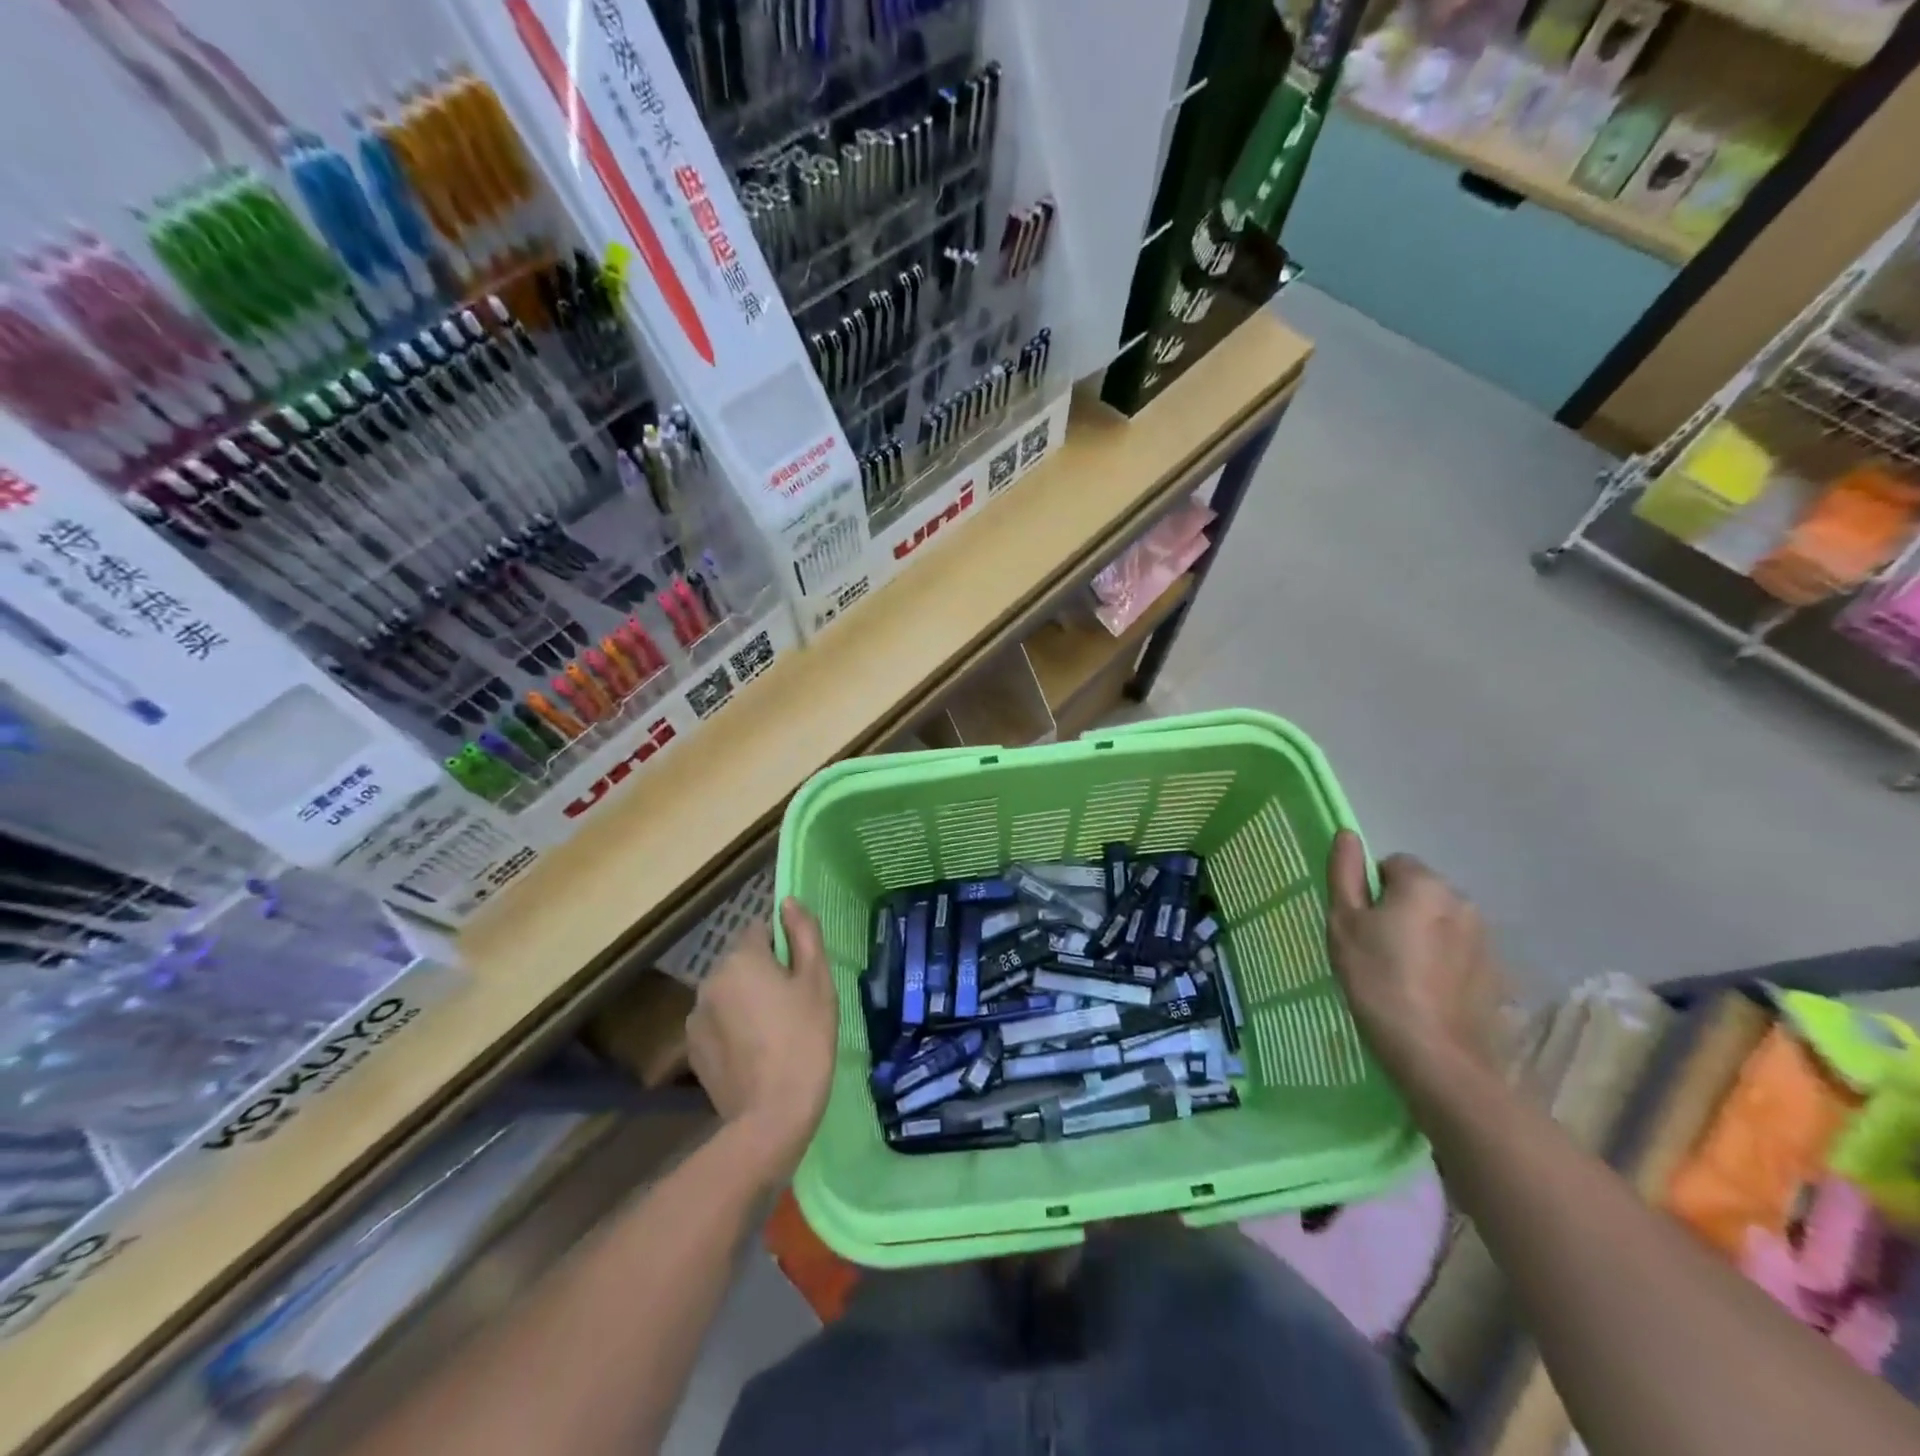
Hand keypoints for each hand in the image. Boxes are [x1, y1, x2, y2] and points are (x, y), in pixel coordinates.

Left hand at [687, 898, 837, 1181]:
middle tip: (794, 1007)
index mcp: (740, 957)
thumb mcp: (817, 980)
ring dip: (747, 1001)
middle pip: (742, 962)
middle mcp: (709, 979)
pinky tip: (755, 1054)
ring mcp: (696, 1016)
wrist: (772, 1115)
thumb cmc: (804, 1039)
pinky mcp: (692, 1049)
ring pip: (729, 992)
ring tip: (775, 1034)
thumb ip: (803, 933)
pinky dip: (734, 1028)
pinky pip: (718, 1022)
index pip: (760, 930)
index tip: (801, 976)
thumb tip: (788, 901)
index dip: (784, 948)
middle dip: (764, 974)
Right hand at [1325, 831, 1506, 1089]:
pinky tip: (1426, 991)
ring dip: (1422, 935)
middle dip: (1399, 909)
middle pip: (1419, 891)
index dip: (1370, 890)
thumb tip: (1347, 834)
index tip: (1359, 923)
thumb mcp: (1344, 923)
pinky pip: (1458, 951)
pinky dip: (1442, 962)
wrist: (1435, 1053)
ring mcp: (1484, 938)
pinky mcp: (1496, 972)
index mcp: (1423, 884)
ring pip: (1440, 921)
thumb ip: (1345, 874)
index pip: (1392, 864)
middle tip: (1374, 948)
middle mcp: (1461, 900)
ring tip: (1400, 973)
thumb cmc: (1377, 980)